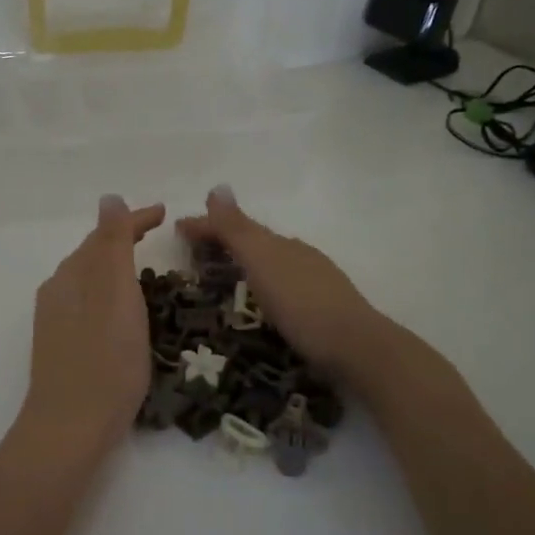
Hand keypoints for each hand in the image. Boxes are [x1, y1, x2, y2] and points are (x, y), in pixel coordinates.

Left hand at [21, 195, 166, 454]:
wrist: (71, 428)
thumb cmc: (104, 359)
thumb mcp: (115, 294)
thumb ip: (113, 245)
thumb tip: (109, 197)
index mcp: (71, 275)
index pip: (104, 235)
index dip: (134, 220)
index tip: (165, 213)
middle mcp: (58, 292)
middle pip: (93, 255)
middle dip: (123, 240)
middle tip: (157, 236)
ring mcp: (56, 322)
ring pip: (89, 281)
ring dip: (115, 268)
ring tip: (144, 269)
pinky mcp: (62, 347)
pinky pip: (88, 305)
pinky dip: (109, 295)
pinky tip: (122, 312)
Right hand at [175, 185, 402, 387]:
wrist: (358, 347)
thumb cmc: (302, 303)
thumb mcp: (263, 262)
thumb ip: (238, 229)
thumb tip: (217, 187)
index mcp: (282, 244)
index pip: (237, 228)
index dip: (207, 226)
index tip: (177, 229)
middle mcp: (299, 256)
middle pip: (256, 243)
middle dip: (225, 243)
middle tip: (195, 254)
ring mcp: (314, 283)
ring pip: (272, 263)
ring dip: (246, 263)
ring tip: (224, 275)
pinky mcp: (322, 309)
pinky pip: (283, 285)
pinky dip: (264, 284)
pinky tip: (264, 300)